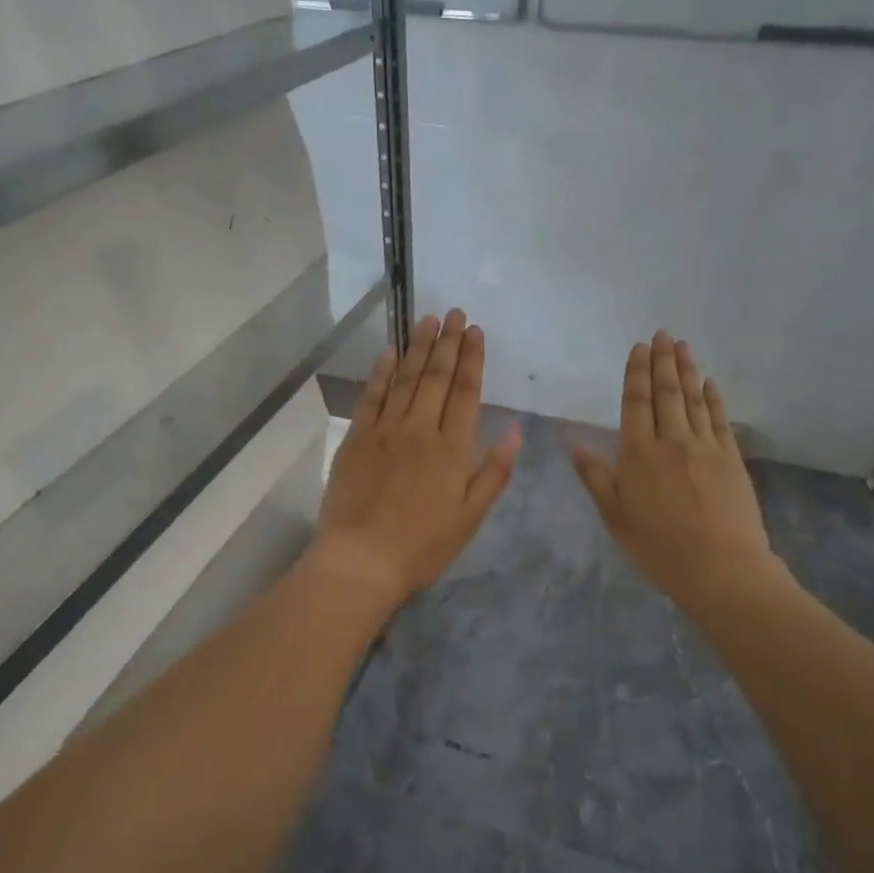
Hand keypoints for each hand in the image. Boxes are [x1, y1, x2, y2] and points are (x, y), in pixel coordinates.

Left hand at [311, 309, 521, 607]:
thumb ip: (494, 471)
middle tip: (454, 313)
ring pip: (405, 379)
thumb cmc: (423, 546)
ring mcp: (385, 431)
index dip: (472, 359)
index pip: (466, 392)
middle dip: (448, 343)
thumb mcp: (470, 517)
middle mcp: (420, 430)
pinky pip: (372, 396)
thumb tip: (517, 430)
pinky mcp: (356, 439)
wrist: (361, 559)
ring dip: (418, 348)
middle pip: (437, 378)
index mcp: (452, 449)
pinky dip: (381, 372)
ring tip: (428, 320)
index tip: (475, 331)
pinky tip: (388, 352)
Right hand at [572, 332, 790, 618]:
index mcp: (639, 455)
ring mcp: (706, 447)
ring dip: (686, 370)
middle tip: (662, 334)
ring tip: (682, 345)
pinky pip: (719, 418)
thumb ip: (596, 478)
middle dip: (662, 361)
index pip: (636, 403)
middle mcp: (672, 441)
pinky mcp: (731, 458)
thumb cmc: (659, 548)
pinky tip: (709, 383)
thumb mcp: (616, 518)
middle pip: (666, 393)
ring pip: (693, 399)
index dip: (636, 374)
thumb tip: (575, 445)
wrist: (721, 568)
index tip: (637, 349)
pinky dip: (713, 397)